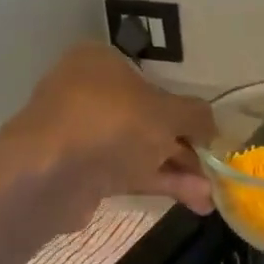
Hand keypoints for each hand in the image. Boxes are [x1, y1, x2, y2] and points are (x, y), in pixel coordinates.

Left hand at [0, 43, 216, 229]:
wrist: (49, 175)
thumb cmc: (111, 124)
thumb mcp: (167, 113)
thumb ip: (196, 116)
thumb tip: (212, 126)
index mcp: (102, 62)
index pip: (153, 82)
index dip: (185, 110)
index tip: (208, 135)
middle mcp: (90, 93)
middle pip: (150, 120)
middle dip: (185, 148)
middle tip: (214, 170)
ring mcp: (84, 134)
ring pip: (141, 150)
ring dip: (177, 171)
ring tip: (210, 196)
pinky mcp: (82, 171)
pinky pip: (128, 173)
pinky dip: (160, 183)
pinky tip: (194, 201)